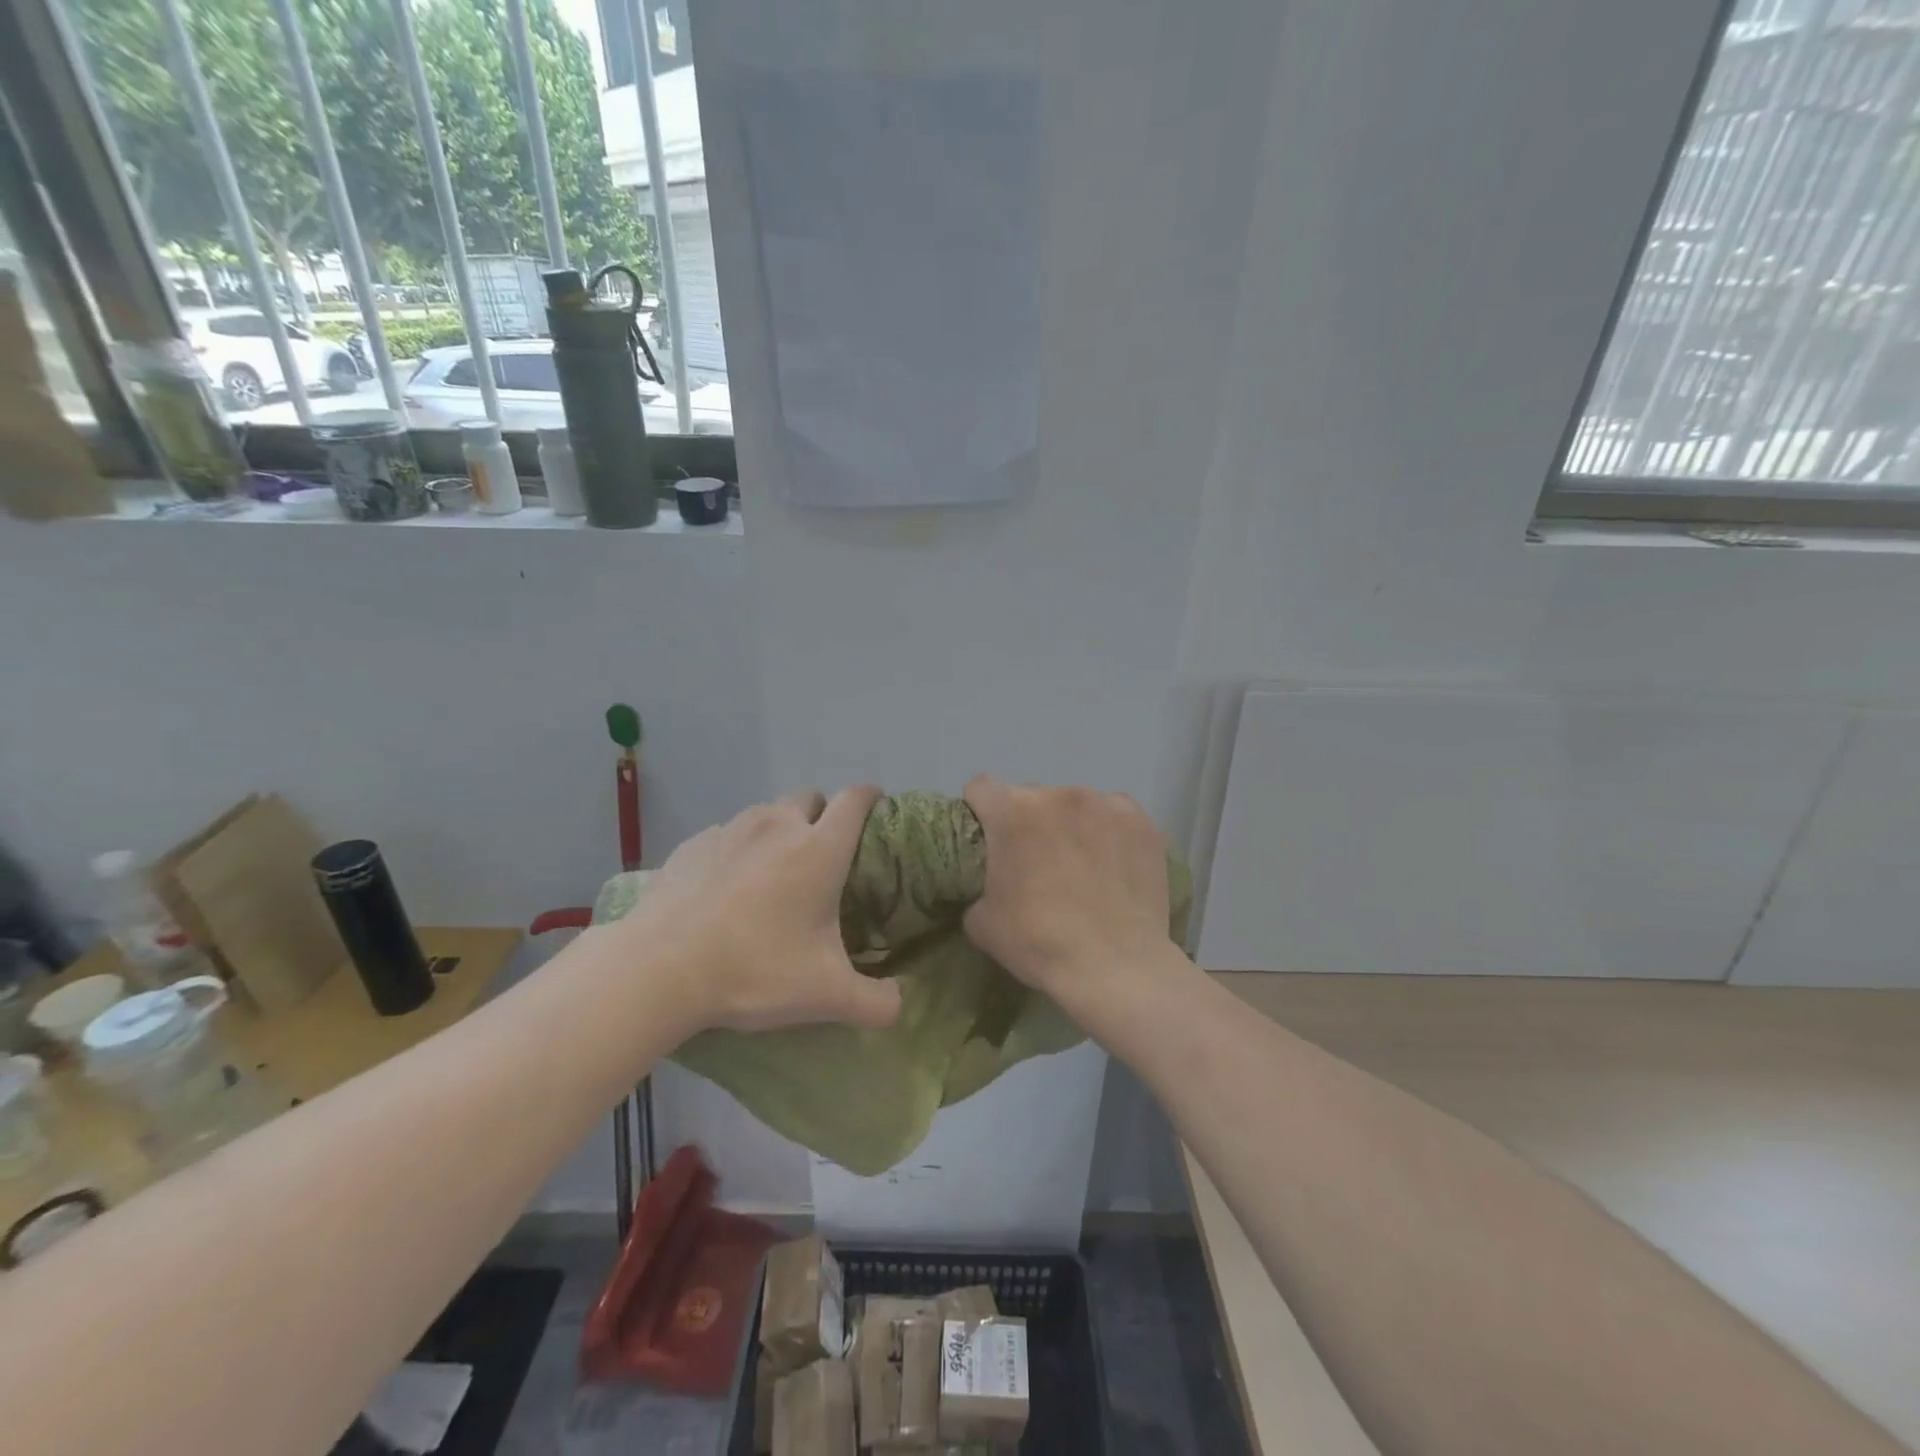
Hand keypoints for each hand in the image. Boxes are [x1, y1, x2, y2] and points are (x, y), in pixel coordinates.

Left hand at [621, 786, 902, 1034]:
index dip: (871, 796)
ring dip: (778, 831)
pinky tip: (726, 888)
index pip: (855, 800)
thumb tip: (901, 1003)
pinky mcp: (693, 845)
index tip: (876, 808)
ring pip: (766, 813)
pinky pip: (727, 835)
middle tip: (820, 856)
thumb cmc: (754, 970)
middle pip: (810, 797)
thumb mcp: (826, 996)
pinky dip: (737, 850)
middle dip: (822, 815)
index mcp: (819, 850)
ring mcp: (730, 831)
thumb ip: (877, 1002)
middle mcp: (777, 826)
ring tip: (771, 874)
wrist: (658, 969)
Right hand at [961, 777, 1176, 1004]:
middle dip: (1027, 822)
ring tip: (1081, 867)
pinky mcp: (1142, 822)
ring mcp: (1106, 804)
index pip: (981, 788)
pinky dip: (1108, 832)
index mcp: (1013, 812)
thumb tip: (988, 883)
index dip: (979, 812)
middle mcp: (1059, 794)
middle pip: (1031, 796)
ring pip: (1075, 804)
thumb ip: (976, 885)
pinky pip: (1114, 816)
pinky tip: (1113, 865)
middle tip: (1036, 863)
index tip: (986, 839)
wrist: (1117, 968)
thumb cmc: (1040, 942)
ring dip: (1069, 825)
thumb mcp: (981, 922)